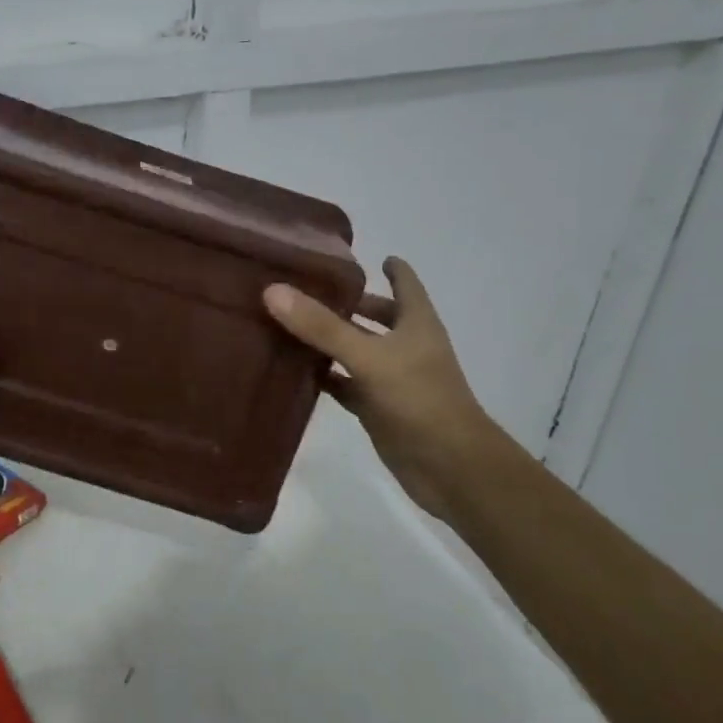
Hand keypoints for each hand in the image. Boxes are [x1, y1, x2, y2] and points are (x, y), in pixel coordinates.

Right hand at [263, 257, 500, 520]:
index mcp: (416, 324)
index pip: (405, 284)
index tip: (366, 255)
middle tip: (307, 290)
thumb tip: (273, 290)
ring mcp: (392, 379)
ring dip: (330, 340)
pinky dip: (325, 377)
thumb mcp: (368, 357)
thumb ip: (322, 327)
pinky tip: (295, 372)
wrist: (449, 467)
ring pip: (357, 350)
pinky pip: (346, 385)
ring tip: (289, 324)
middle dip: (349, 304)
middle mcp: (406, 346)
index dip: (391, 268)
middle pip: (378, 316)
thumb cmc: (419, 400)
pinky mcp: (378, 409)